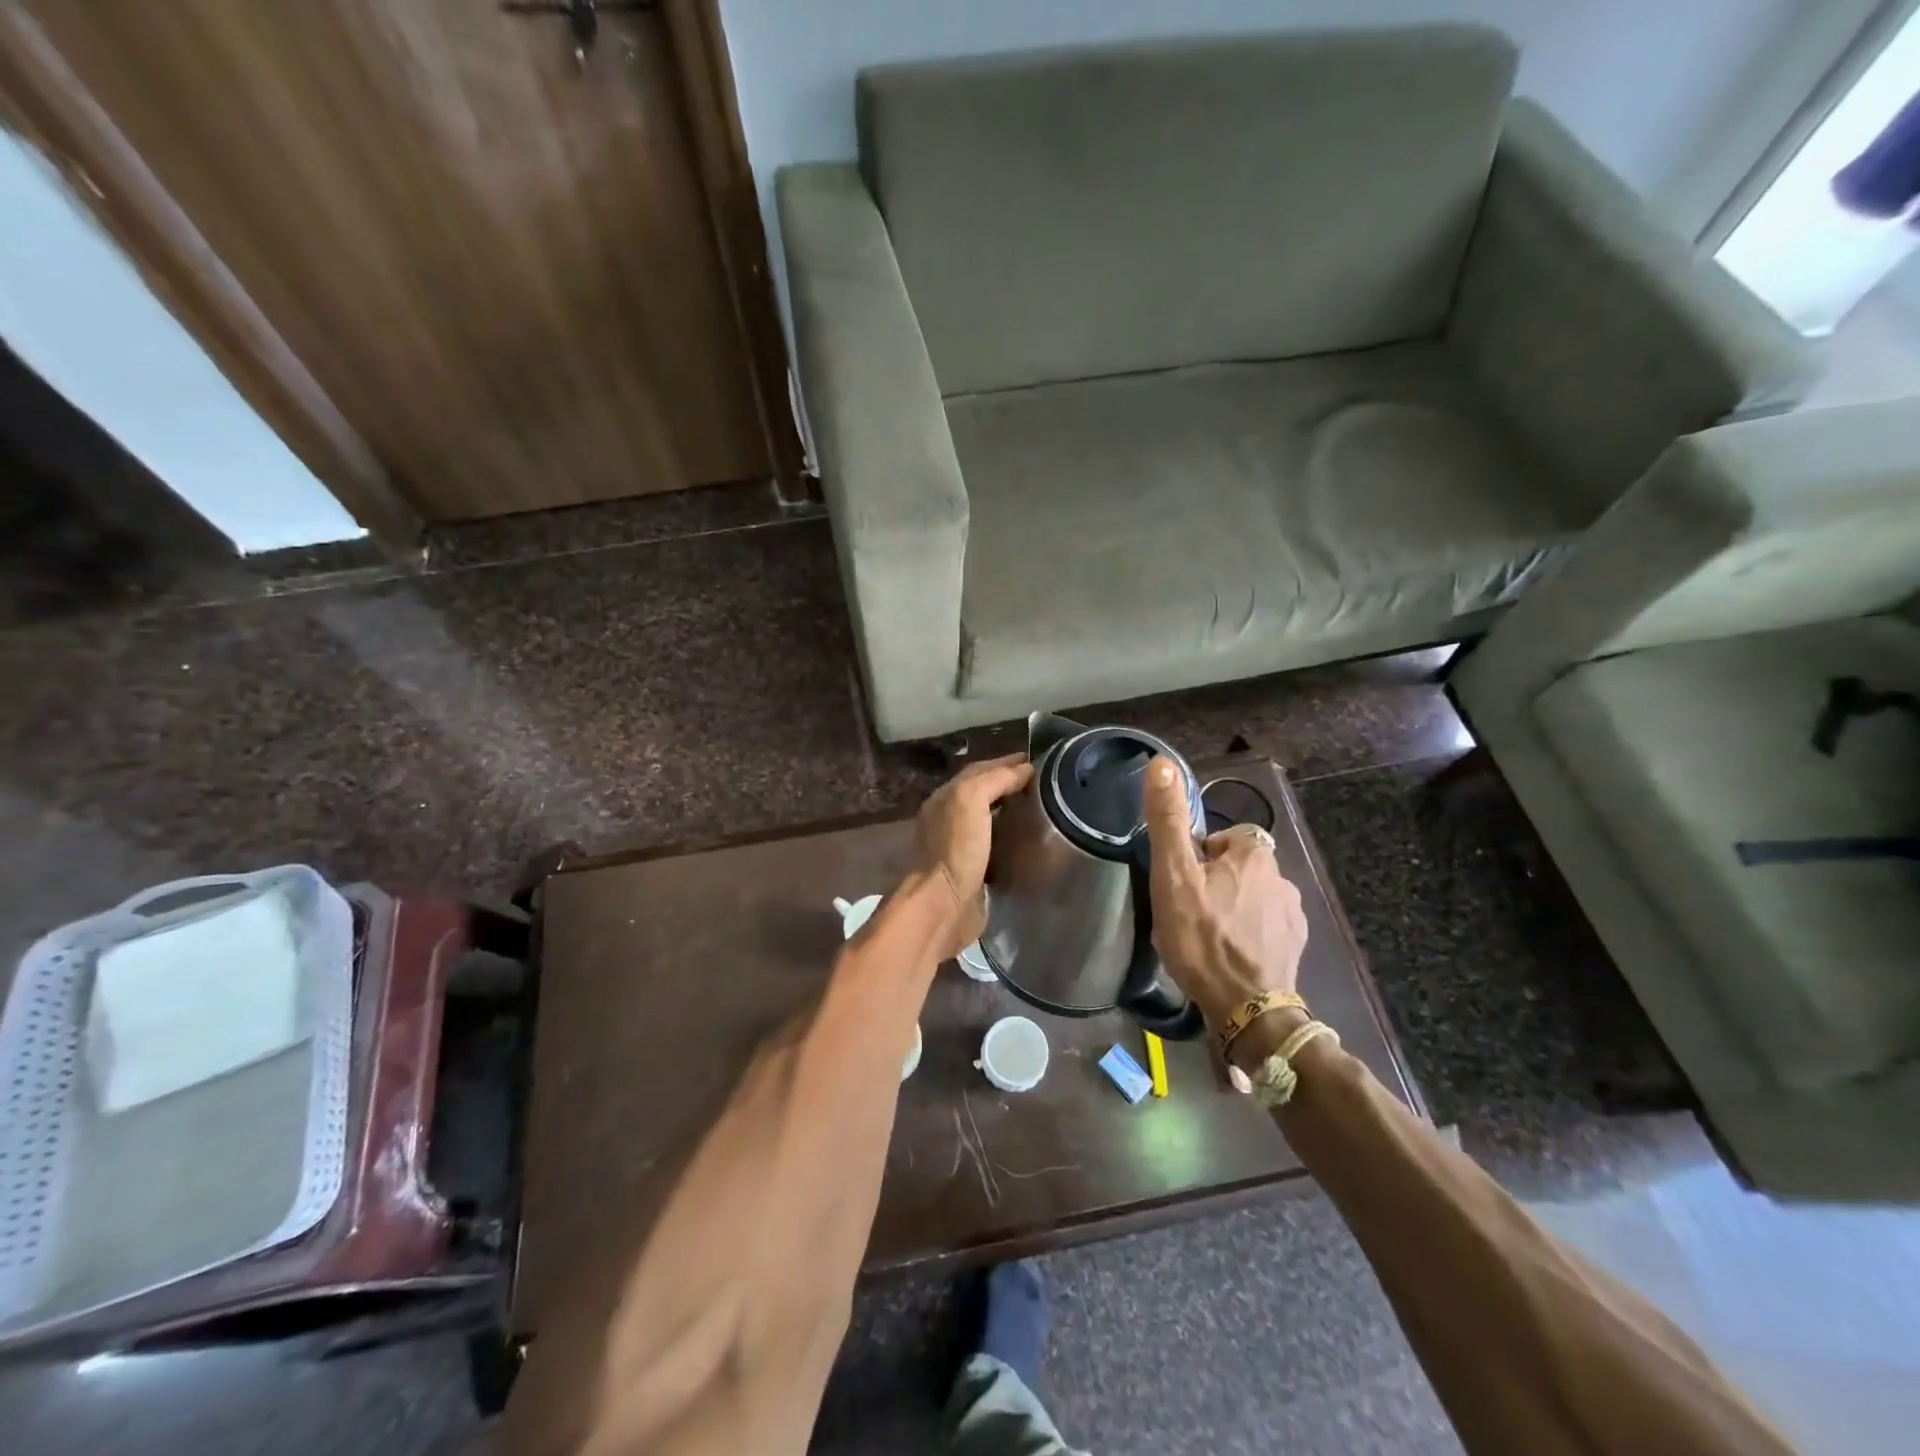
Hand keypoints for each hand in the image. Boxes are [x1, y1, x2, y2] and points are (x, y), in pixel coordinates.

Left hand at [915, 752, 1033, 957]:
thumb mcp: (971, 799)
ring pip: (989, 818)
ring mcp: (960, 845)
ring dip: (1011, 810)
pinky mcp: (973, 871)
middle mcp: (949, 818)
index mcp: (946, 797)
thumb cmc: (956, 848)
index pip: (979, 769)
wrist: (943, 905)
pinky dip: (1011, 836)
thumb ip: (994, 779)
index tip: (1038, 762)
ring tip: (1041, 807)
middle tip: (1044, 784)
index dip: (1007, 762)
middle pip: (983, 791)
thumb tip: (1024, 770)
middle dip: (1010, 783)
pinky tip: (1028, 839)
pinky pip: (995, 844)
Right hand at [1142, 757, 1308, 1032]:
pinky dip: (1249, 933)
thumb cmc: (1203, 937)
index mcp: (1254, 855)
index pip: (1225, 837)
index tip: (1183, 881)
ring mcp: (1293, 915)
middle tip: (1189, 910)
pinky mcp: (1295, 946)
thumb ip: (1168, 819)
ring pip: (1253, 896)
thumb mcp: (1174, 875)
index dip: (1200, 855)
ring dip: (1234, 907)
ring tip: (1208, 935)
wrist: (1247, 1010)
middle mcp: (1282, 877)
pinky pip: (1266, 925)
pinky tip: (1230, 954)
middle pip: (1240, 866)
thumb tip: (1162, 762)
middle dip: (1216, 881)